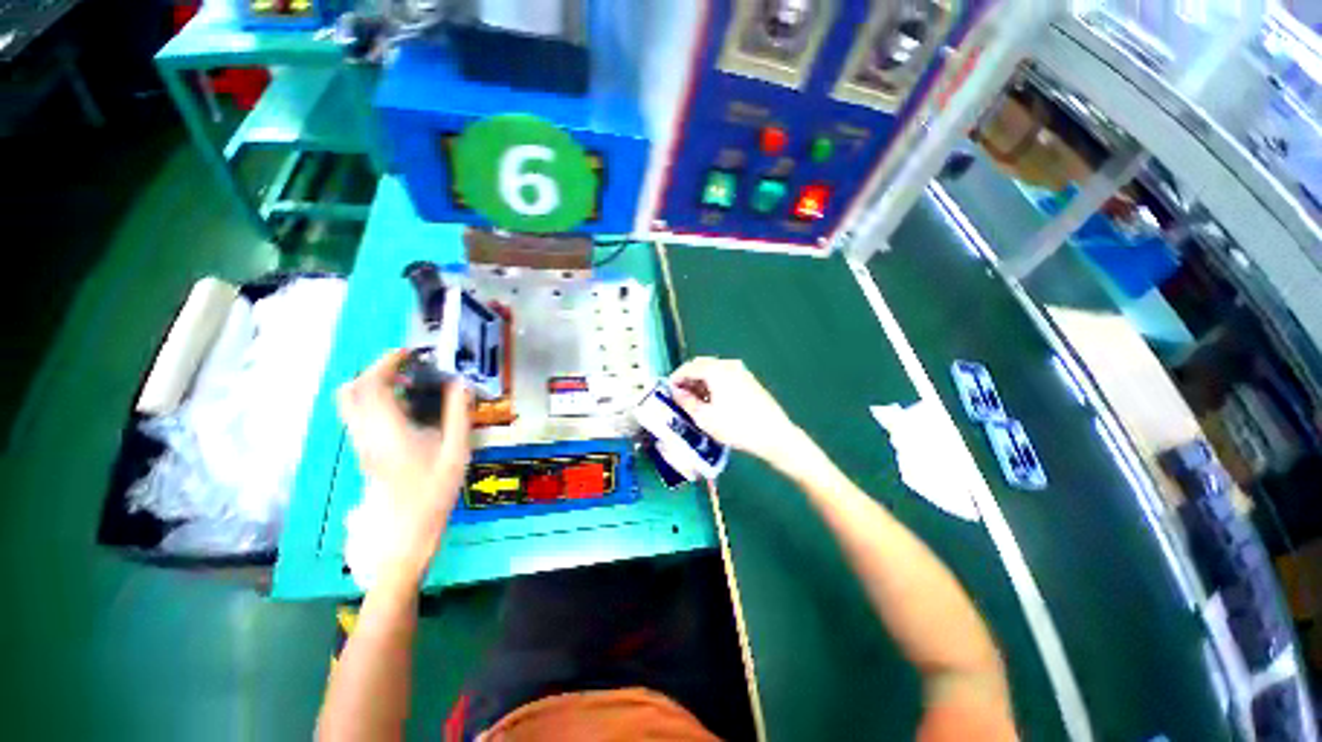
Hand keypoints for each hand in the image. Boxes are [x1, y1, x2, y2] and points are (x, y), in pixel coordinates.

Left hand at [337, 349, 472, 578]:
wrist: (402, 536)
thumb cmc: (432, 495)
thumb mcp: (456, 454)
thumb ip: (458, 416)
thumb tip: (461, 384)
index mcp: (387, 431)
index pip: (371, 385)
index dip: (385, 362)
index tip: (408, 353)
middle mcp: (365, 434)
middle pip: (350, 391)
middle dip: (374, 371)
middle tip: (406, 368)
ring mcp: (360, 444)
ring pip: (351, 404)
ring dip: (374, 386)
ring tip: (409, 386)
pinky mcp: (363, 452)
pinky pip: (359, 416)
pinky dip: (376, 401)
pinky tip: (406, 410)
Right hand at [668, 357, 801, 462]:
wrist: (774, 434)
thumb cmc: (736, 426)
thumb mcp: (704, 417)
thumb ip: (686, 402)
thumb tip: (676, 392)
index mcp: (716, 370)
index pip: (688, 367)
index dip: (675, 378)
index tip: (668, 391)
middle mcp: (728, 365)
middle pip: (701, 365)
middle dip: (688, 379)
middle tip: (679, 396)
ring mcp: (741, 371)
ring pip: (713, 371)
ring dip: (701, 382)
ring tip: (694, 401)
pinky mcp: (749, 380)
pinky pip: (725, 376)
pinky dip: (714, 384)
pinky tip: (712, 401)